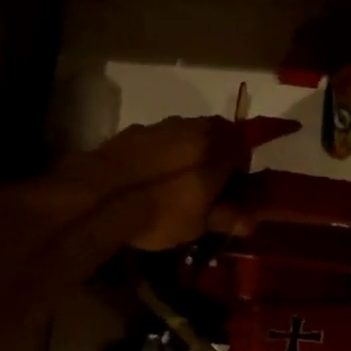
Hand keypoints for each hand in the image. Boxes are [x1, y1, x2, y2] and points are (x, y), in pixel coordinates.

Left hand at [70, 114, 298, 251]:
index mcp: (217, 148)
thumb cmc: (160, 212)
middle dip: (214, 159)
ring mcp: (160, 126)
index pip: (243, 150)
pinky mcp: (132, 131)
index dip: (240, 173)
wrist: (100, 196)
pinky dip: (160, 155)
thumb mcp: (198, 224)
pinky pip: (157, 141)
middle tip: (204, 189)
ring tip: (173, 184)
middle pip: (215, 137)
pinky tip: (146, 178)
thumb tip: (250, 221)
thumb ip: (226, 218)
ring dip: (186, 154)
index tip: (231, 193)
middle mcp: (192, 127)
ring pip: (185, 136)